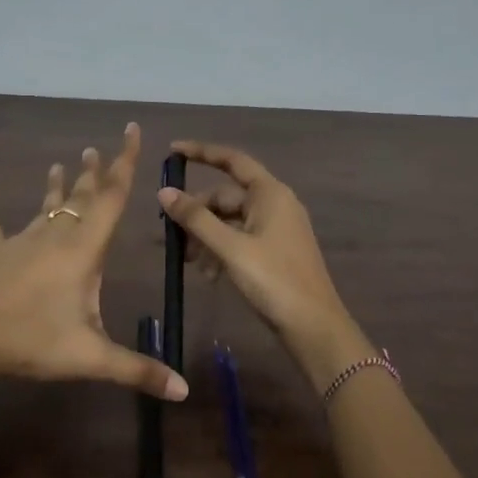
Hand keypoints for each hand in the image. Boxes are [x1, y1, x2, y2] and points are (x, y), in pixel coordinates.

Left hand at [0, 123, 188, 399]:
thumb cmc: (31, 341)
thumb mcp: (89, 357)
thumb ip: (138, 371)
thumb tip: (184, 391)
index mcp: (82, 251)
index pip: (111, 198)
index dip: (125, 163)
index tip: (131, 130)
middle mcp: (54, 236)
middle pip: (81, 197)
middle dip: (94, 173)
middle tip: (98, 148)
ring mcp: (19, 242)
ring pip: (45, 207)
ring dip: (57, 186)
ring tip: (62, 164)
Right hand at [157, 141, 371, 392]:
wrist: (313, 325)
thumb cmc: (273, 280)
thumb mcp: (229, 248)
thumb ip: (196, 219)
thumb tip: (165, 192)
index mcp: (269, 193)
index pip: (231, 160)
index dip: (201, 152)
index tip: (172, 152)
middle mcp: (275, 204)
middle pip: (226, 197)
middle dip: (197, 214)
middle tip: (170, 236)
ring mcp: (277, 229)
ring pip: (230, 221)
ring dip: (205, 236)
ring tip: (187, 262)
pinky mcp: (275, 251)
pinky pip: (240, 239)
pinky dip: (221, 250)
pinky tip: (208, 274)